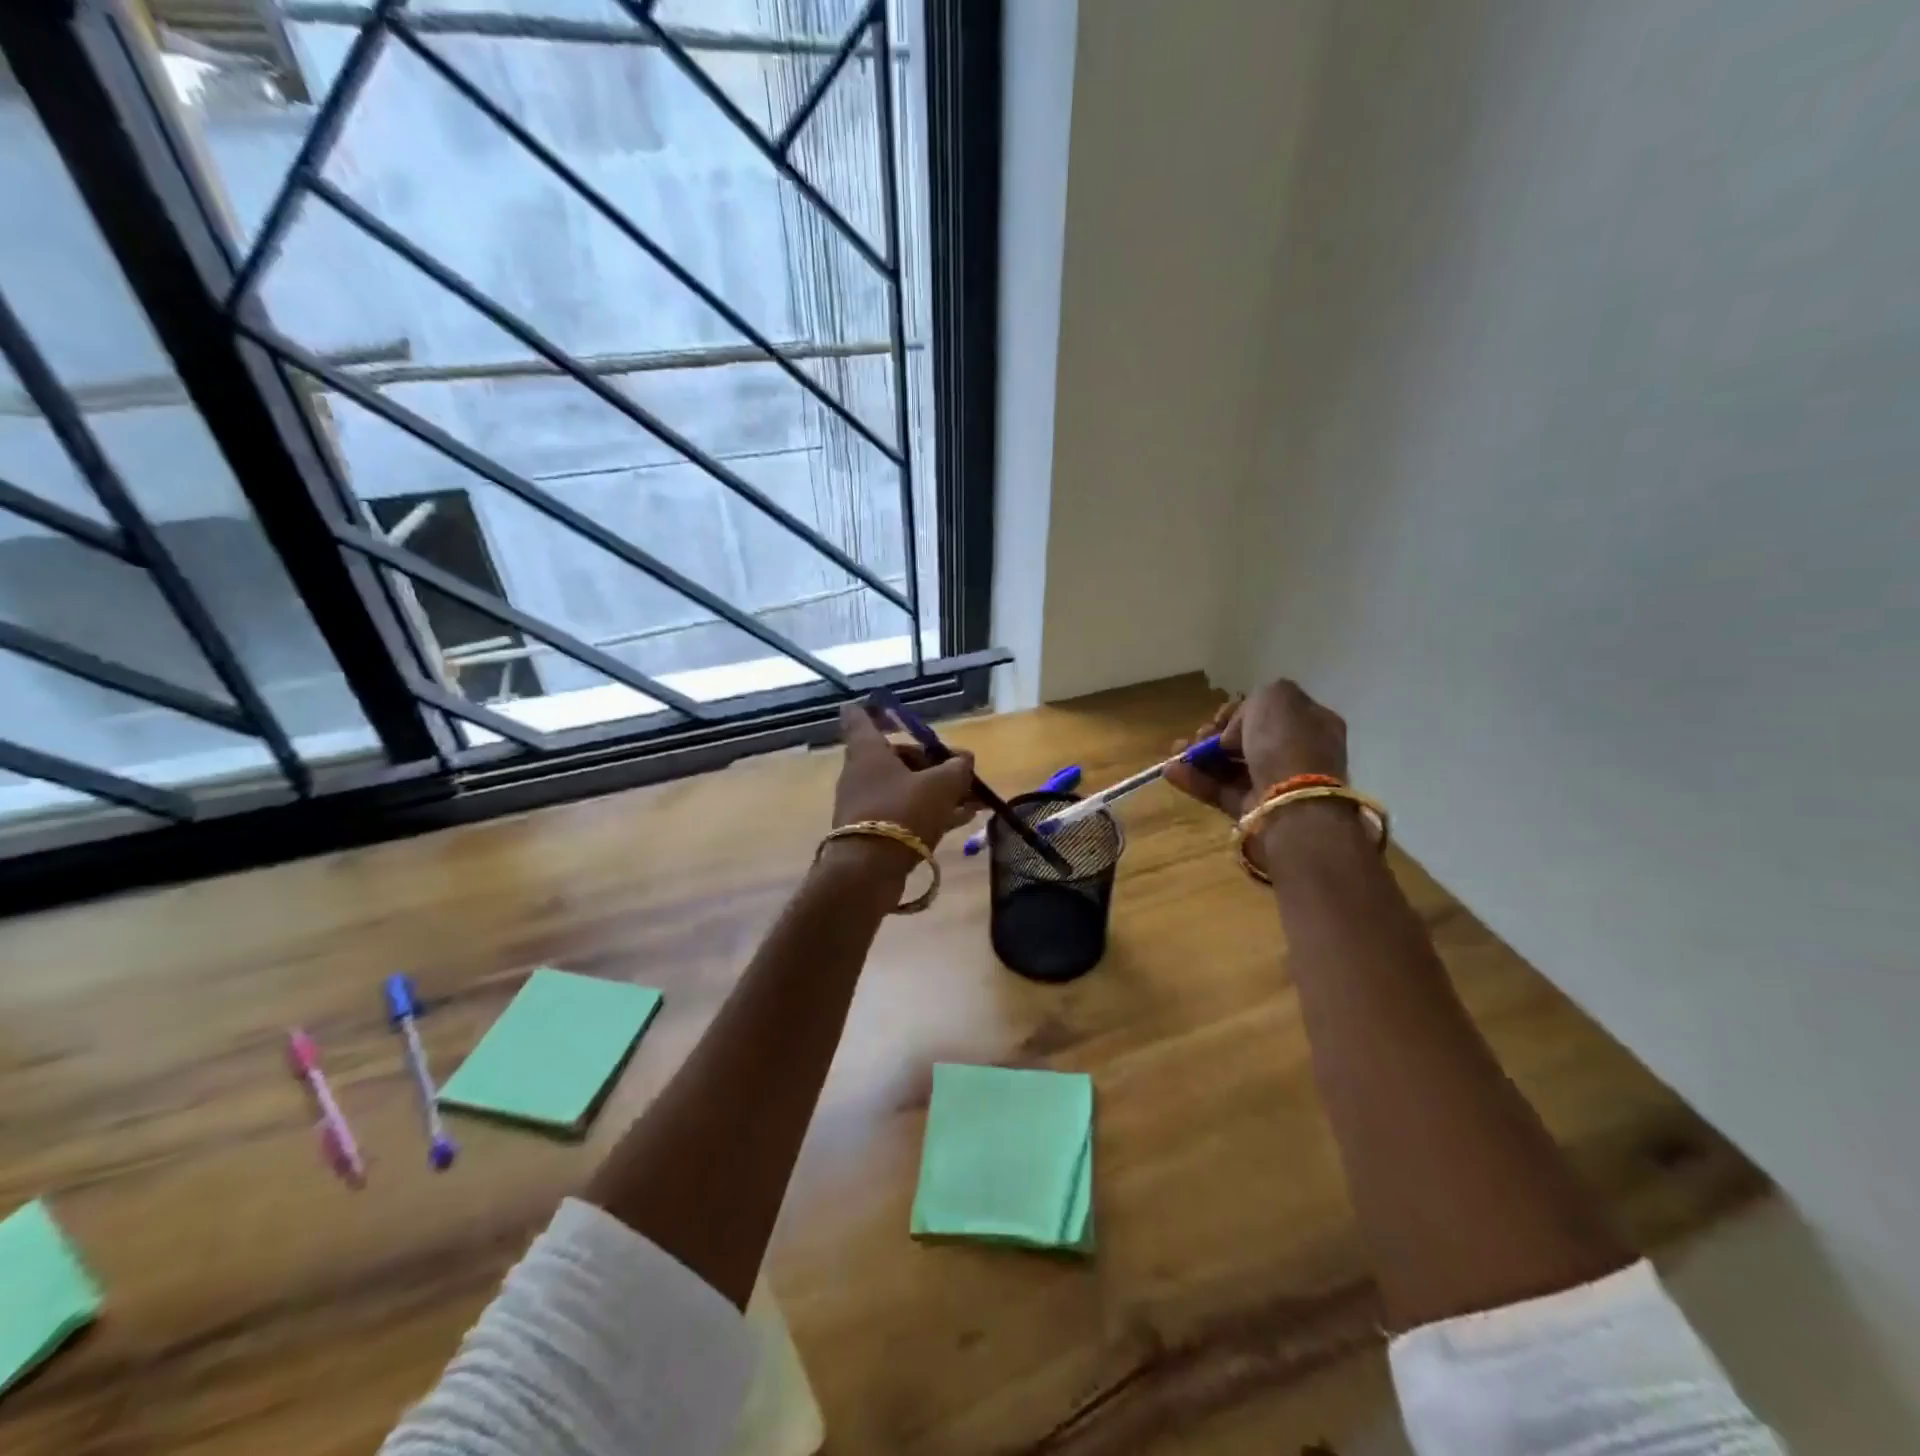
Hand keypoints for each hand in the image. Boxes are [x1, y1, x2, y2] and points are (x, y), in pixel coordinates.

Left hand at [832, 703, 979, 850]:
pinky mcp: (874, 831)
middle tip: (963, 771)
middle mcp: (862, 773)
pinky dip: (931, 811)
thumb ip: (957, 768)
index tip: (890, 708)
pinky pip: (907, 812)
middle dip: (932, 762)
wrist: (867, 871)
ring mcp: (866, 804)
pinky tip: (964, 818)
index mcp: (868, 751)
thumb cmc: (901, 813)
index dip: (875, 709)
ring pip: (906, 787)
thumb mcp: (940, 785)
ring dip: (938, 790)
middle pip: (897, 756)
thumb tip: (964, 761)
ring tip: (975, 799)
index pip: (859, 717)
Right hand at [1164, 680, 1349, 821]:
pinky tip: (1171, 770)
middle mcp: (1294, 752)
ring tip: (1176, 751)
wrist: (1291, 801)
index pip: (1269, 711)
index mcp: (1310, 722)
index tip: (1221, 715)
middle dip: (1215, 734)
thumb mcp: (1275, 696)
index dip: (1240, 710)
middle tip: (1200, 735)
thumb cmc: (1286, 741)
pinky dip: (1194, 780)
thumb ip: (1253, 700)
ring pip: (1228, 765)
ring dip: (1198, 755)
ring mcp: (1273, 783)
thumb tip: (1236, 728)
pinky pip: (1219, 790)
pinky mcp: (1251, 808)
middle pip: (1245, 739)